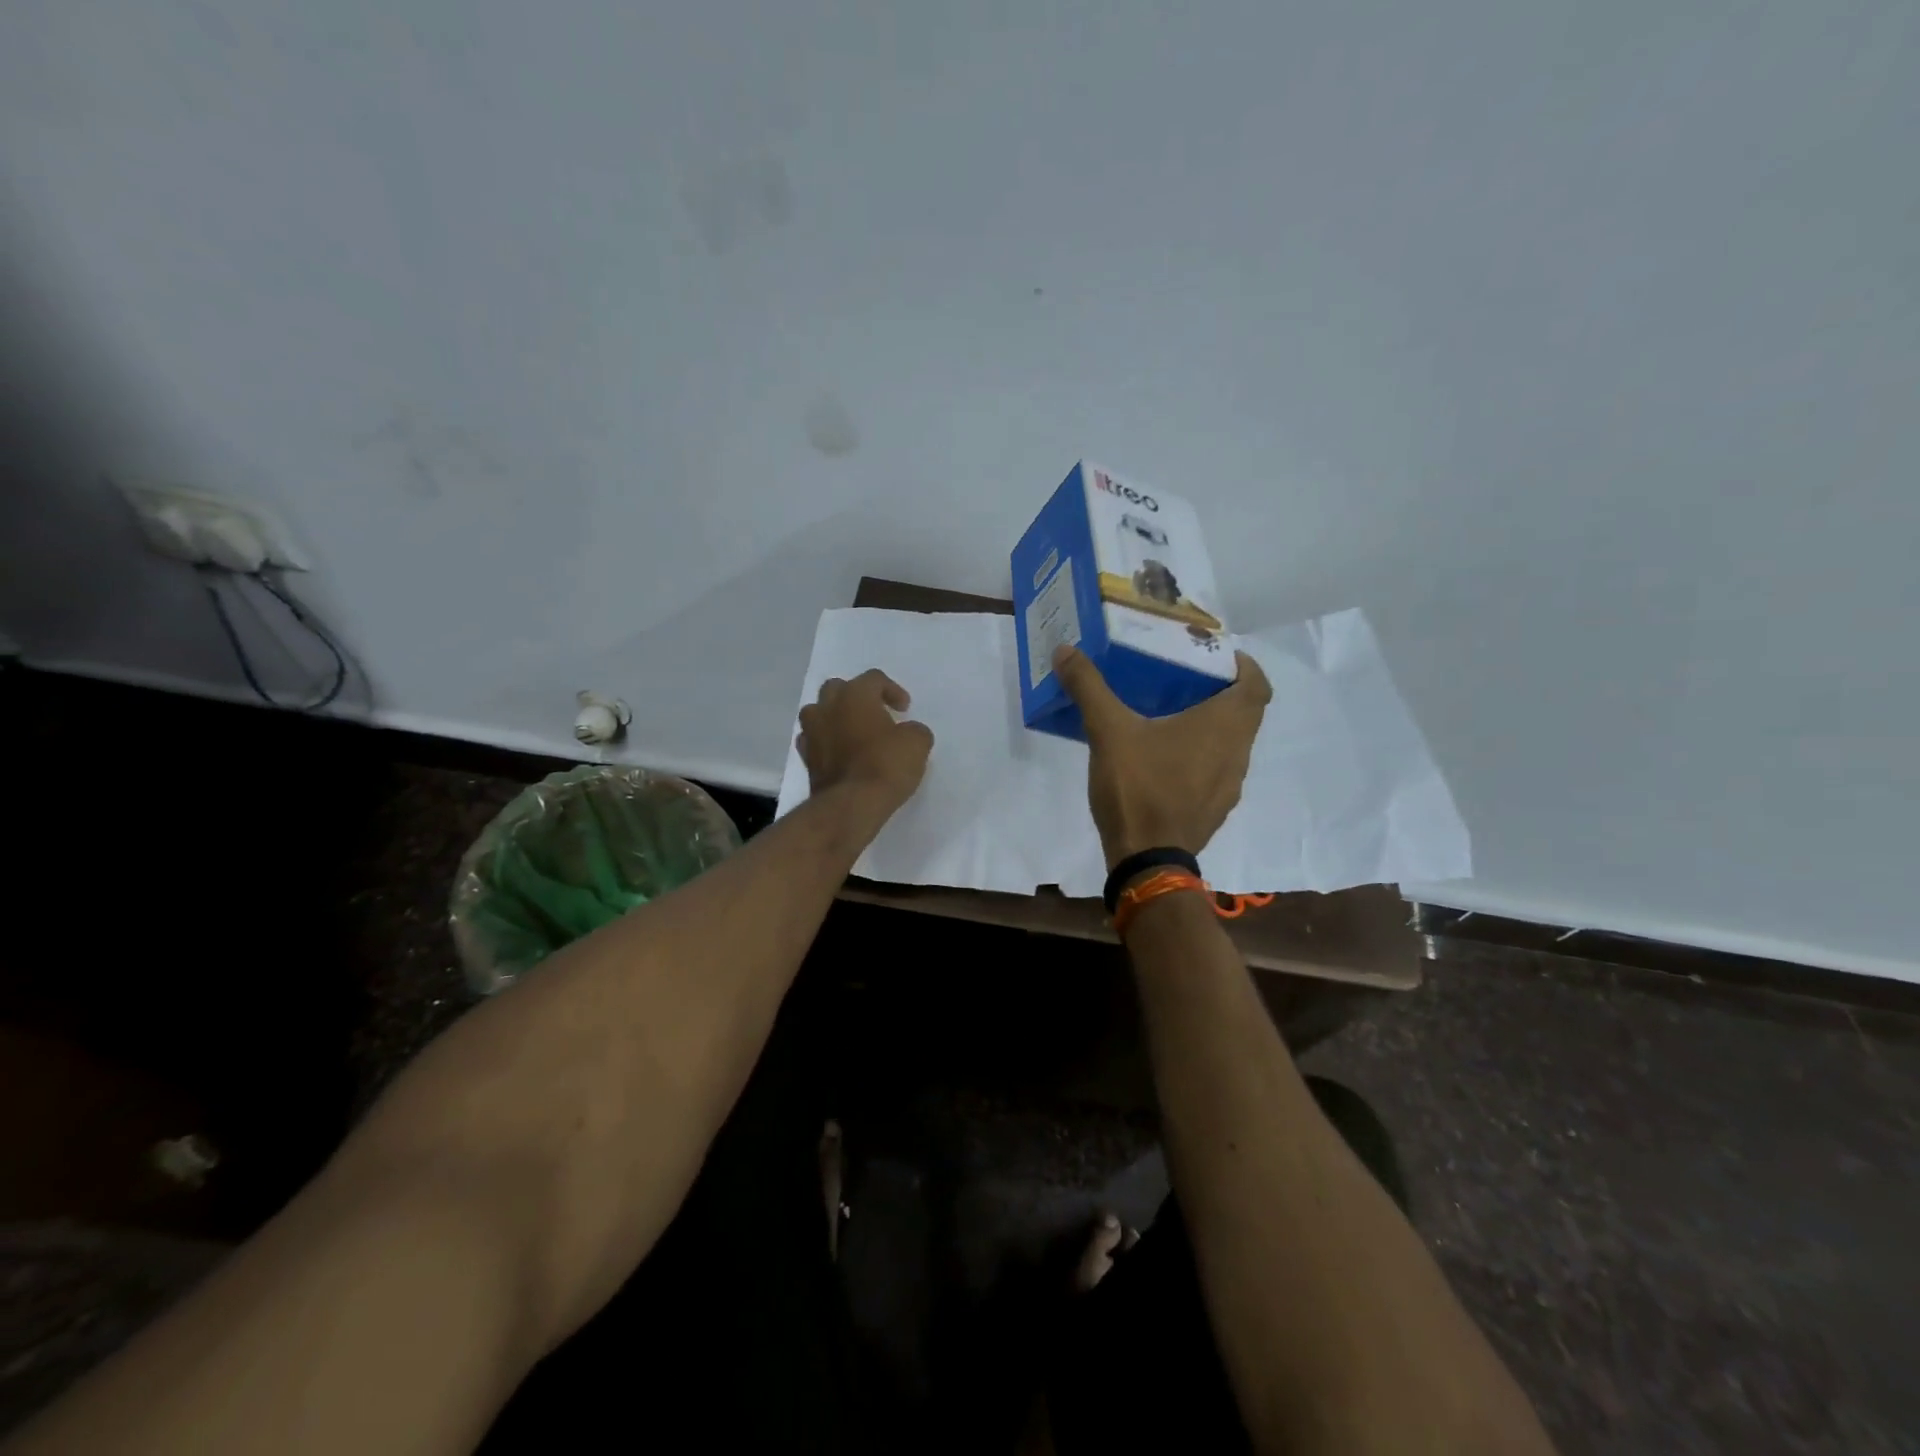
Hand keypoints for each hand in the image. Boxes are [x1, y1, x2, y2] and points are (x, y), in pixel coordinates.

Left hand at [797, 669, 933, 816]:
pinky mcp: (805, 758)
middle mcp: (828, 707)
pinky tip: (840, 754)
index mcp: (855, 695)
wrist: (851, 805)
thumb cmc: (886, 765)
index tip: (904, 709)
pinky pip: (814, 740)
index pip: (874, 679)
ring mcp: (812, 732)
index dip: (892, 690)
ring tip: (854, 733)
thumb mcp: (917, 743)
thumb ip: (914, 730)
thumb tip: (907, 733)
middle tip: (875, 714)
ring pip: (819, 712)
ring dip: (836, 717)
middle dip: (856, 697)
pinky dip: (827, 742)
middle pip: (838, 688)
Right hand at [1052, 645, 1271, 869]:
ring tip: (1168, 716)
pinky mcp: (1214, 808)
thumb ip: (1089, 688)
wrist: (1147, 859)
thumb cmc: (1138, 787)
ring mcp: (1229, 785)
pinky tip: (1163, 759)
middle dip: (1219, 692)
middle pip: (1245, 712)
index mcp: (1225, 725)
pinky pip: (1215, 769)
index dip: (1242, 665)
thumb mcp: (1108, 731)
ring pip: (1230, 743)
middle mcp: (1238, 752)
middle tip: (1180, 679)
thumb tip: (1065, 650)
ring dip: (1209, 726)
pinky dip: (1199, 755)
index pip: (1257, 684)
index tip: (1212, 656)